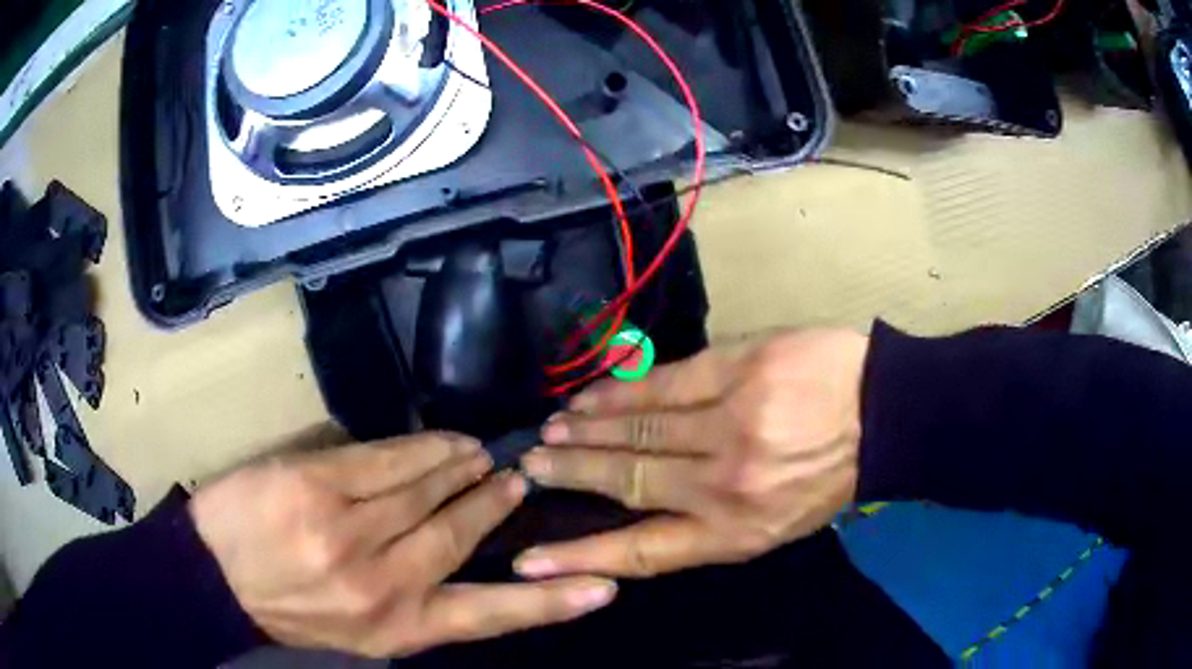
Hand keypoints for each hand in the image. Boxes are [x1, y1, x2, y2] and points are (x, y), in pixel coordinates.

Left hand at [190, 433, 616, 657]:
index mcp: (395, 627)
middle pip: (459, 534)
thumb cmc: (289, 610)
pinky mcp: (318, 485)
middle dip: (495, 505)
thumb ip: (411, 604)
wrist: (215, 577)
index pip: (488, 616)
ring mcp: (348, 530)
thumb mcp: (360, 632)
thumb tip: (460, 567)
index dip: (550, 604)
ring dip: (462, 470)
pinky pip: (387, 459)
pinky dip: (424, 448)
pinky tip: (445, 443)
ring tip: (483, 457)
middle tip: (517, 481)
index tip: (602, 588)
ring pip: (427, 490)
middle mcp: (382, 582)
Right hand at [515, 330, 867, 577]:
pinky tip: (593, 394)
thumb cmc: (829, 480)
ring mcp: (729, 422)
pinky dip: (620, 390)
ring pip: (637, 427)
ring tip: (552, 430)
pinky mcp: (738, 370)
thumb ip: (709, 526)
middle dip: (570, 474)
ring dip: (587, 430)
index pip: (641, 551)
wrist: (883, 415)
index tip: (529, 559)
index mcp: (735, 531)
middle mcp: (722, 482)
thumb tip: (644, 517)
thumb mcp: (773, 526)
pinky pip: (664, 382)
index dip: (580, 557)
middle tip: (528, 466)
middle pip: (626, 479)